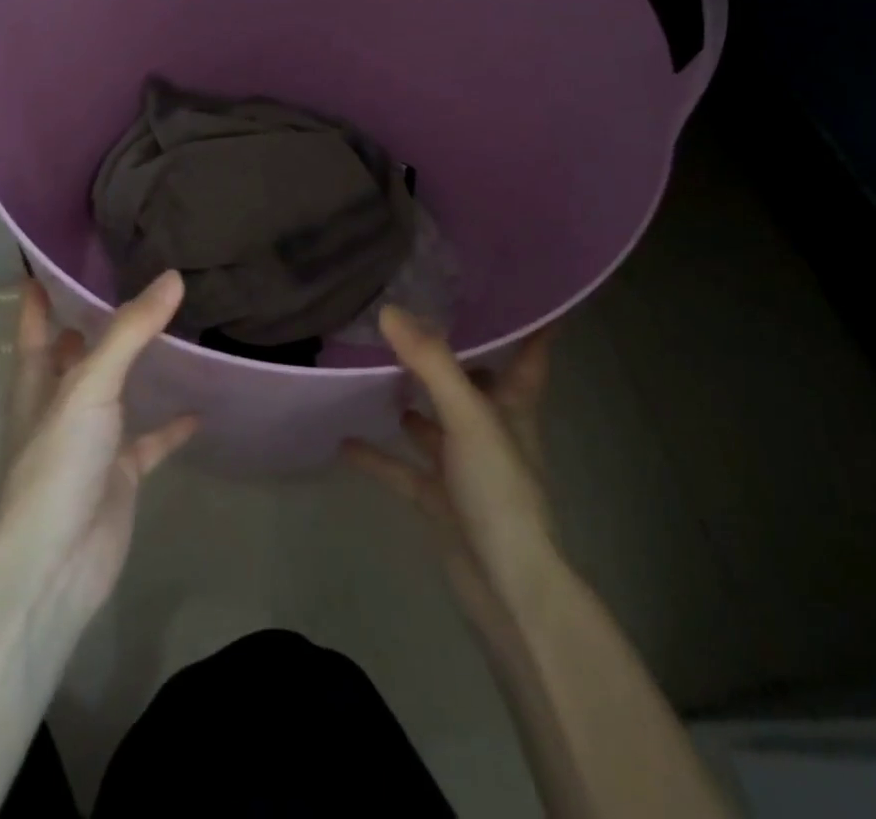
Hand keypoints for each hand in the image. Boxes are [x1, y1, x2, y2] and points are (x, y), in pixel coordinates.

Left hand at [0, 271, 197, 624]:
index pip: (35, 326)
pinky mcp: (119, 475)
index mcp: (37, 382)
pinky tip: (199, 408)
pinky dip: (171, 427)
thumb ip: (131, 332)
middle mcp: (60, 406)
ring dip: (136, 368)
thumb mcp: (89, 386)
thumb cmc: (56, 463)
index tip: (54, 258)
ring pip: (116, 394)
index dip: (40, 295)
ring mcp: (90, 442)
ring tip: (172, 329)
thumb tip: (172, 277)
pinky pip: (150, 442)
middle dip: (94, 324)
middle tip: (130, 281)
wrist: (53, 565)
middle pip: (76, 355)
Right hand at [343, 307, 560, 635]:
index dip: (532, 322)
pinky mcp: (440, 498)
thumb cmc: (500, 487)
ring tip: (373, 367)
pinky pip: (403, 469)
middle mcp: (491, 429)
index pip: (530, 353)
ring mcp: (465, 466)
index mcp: (513, 404)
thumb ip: (431, 363)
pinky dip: (377, 456)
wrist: (506, 586)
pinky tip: (343, 439)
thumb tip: (390, 310)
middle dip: (450, 356)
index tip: (520, 289)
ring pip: (435, 423)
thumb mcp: (468, 415)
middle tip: (414, 316)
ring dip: (410, 402)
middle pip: (474, 382)